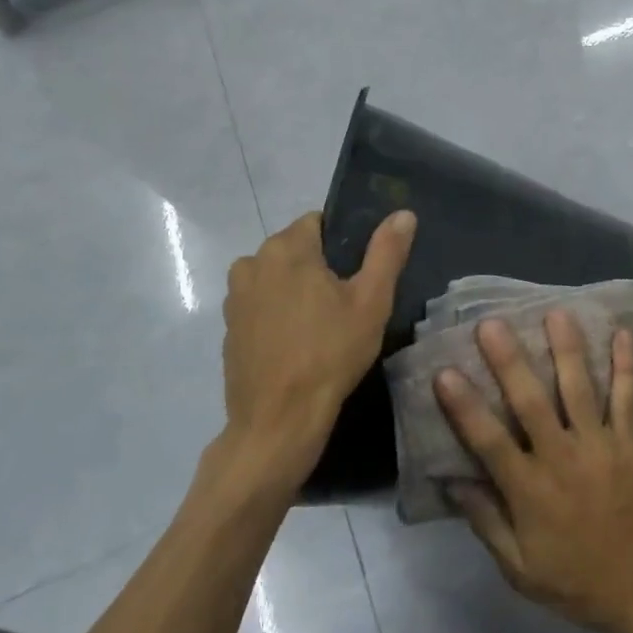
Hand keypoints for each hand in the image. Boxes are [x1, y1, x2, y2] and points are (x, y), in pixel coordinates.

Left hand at [220, 210, 414, 493]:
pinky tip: (300, 341)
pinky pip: (262, 304)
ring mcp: (235, 297)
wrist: (279, 419)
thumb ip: (387, 252)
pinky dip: (280, 313)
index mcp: (286, 248)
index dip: (343, 243)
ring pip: (277, 277)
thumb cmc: (330, 353)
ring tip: (325, 323)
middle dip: (320, 266)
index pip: (318, 223)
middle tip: (349, 301)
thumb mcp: (372, 301)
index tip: (360, 273)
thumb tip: (403, 213)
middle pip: (295, 249)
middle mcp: (251, 263)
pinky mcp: (229, 327)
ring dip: (298, 289)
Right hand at [434, 312, 632, 632]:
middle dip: (510, 361)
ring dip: (567, 349)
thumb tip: (452, 480)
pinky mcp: (631, 444)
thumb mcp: (518, 568)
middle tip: (492, 323)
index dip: (464, 406)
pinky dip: (626, 365)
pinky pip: (628, 399)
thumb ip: (486, 521)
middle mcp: (563, 458)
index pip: (489, 441)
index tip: (445, 372)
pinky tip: (623, 333)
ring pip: (580, 389)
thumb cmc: (574, 581)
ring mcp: (601, 447)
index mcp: (530, 491)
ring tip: (556, 312)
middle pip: (531, 402)